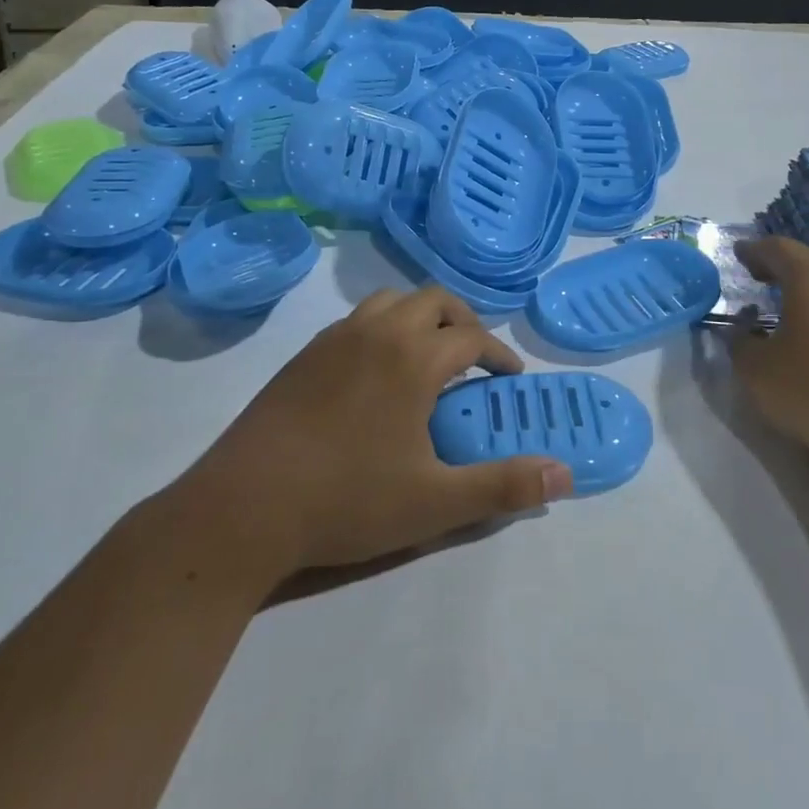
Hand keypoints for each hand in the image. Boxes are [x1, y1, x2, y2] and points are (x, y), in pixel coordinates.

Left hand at [188, 289, 572, 582]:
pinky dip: (383, 329)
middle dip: (464, 323)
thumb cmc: (347, 501)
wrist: (243, 507)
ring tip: (427, 359)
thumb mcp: (435, 503)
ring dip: (421, 318)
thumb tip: (565, 474)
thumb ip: (503, 486)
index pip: (473, 339)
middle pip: (435, 301)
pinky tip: (376, 375)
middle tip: (474, 363)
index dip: (500, 356)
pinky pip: (357, 319)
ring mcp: (335, 338)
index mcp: (414, 358)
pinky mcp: (304, 354)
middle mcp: (378, 332)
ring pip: (392, 301)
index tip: (510, 381)